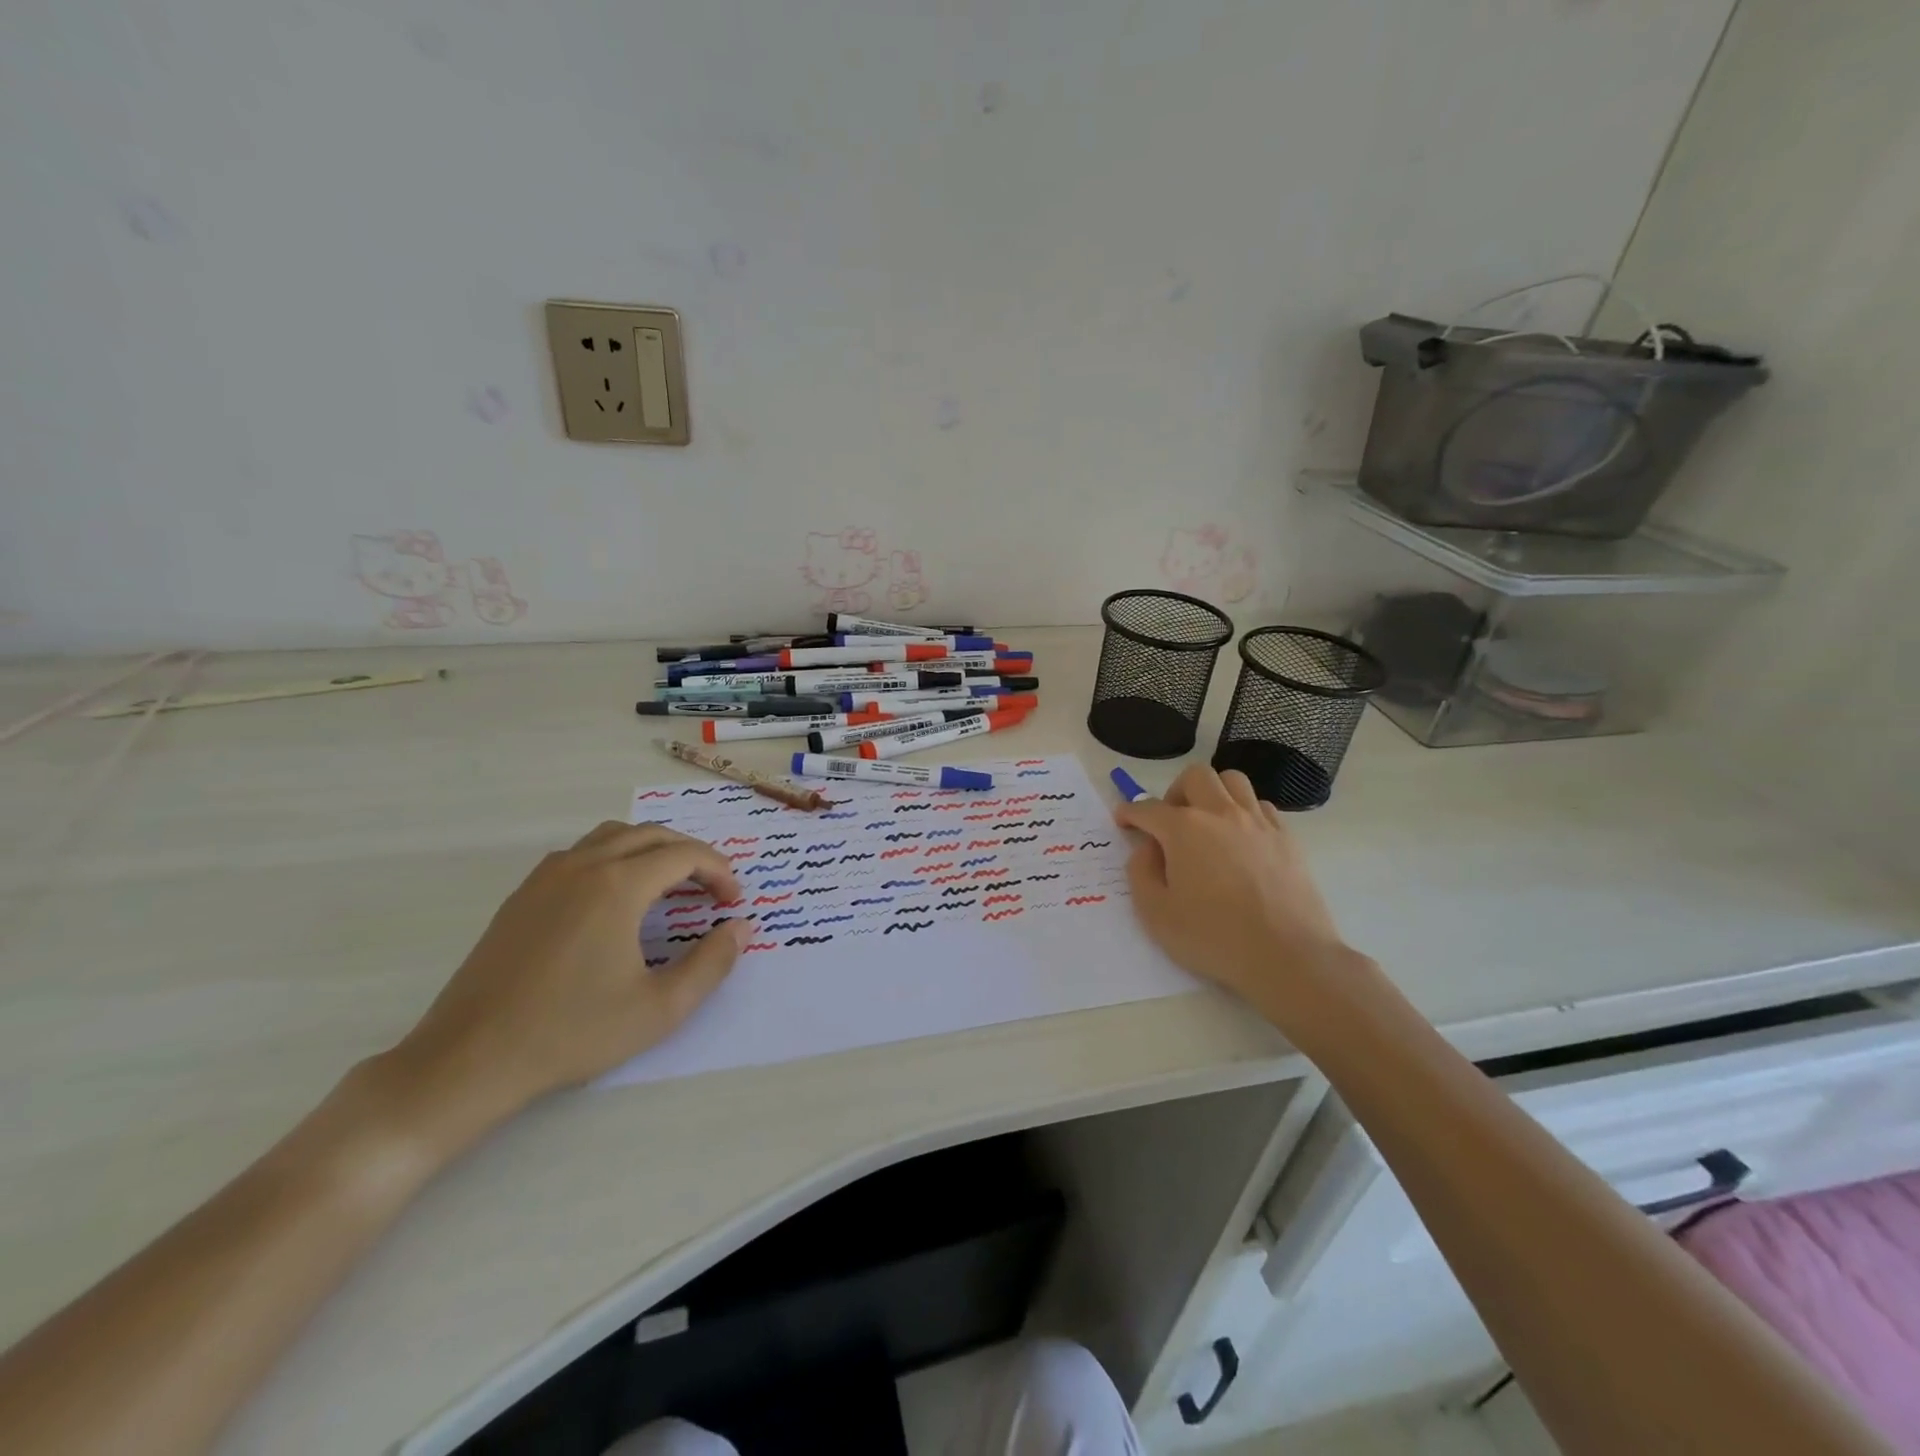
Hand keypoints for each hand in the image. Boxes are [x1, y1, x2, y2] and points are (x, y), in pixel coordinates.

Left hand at [383, 822, 750, 1135]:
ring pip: (612, 837)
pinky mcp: (522, 896)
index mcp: (618, 886)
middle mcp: (583, 866)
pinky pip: (580, 854)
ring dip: (650, 849)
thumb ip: (712, 964)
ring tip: (669, 884)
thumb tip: (740, 928)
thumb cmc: (572, 1032)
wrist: (470, 1059)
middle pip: (651, 835)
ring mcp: (546, 877)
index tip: (733, 901)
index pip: (683, 855)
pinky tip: (616, 899)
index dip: (718, 871)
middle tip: (711, 888)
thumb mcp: (660, 1008)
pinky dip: (613, 858)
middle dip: (690, 854)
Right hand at [1114, 765, 1363, 1030]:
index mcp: (1184, 829)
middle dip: (1174, 792)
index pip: (1147, 808)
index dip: (1130, 812)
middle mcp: (1221, 814)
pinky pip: (1261, 806)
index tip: (1123, 820)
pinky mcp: (1286, 838)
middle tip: (1170, 823)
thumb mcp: (1156, 913)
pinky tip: (1241, 840)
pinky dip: (1244, 813)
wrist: (1287, 956)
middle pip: (1194, 777)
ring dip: (1213, 793)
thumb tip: (1147, 849)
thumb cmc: (1214, 937)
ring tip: (1207, 823)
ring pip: (1232, 781)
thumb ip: (1141, 873)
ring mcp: (1258, 822)